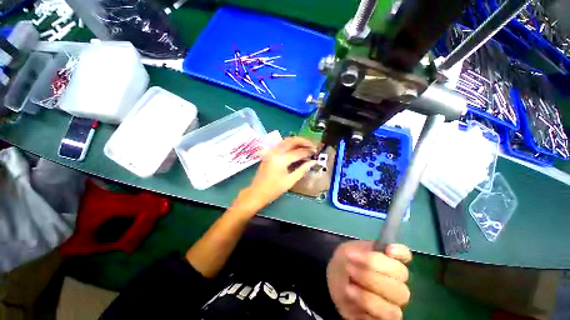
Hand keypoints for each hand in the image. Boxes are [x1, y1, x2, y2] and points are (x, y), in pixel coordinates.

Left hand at [233, 137, 315, 212]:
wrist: (257, 192)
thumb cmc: (274, 189)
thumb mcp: (290, 181)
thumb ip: (302, 169)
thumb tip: (313, 162)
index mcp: (281, 160)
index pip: (298, 152)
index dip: (308, 151)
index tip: (316, 152)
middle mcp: (275, 152)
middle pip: (291, 141)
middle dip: (303, 141)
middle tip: (312, 145)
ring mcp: (270, 151)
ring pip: (285, 140)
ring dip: (296, 141)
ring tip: (306, 145)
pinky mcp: (269, 153)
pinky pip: (281, 144)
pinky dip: (289, 143)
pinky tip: (295, 147)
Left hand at [327, 241, 411, 319]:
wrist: (334, 278)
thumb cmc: (345, 261)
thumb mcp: (349, 252)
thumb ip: (366, 252)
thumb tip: (386, 250)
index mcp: (387, 261)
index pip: (404, 255)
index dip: (401, 253)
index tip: (389, 250)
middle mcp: (395, 282)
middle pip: (400, 285)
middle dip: (372, 276)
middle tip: (349, 268)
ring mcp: (392, 303)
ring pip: (394, 309)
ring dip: (368, 297)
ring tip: (349, 286)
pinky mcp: (382, 319)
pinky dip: (366, 310)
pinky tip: (353, 299)